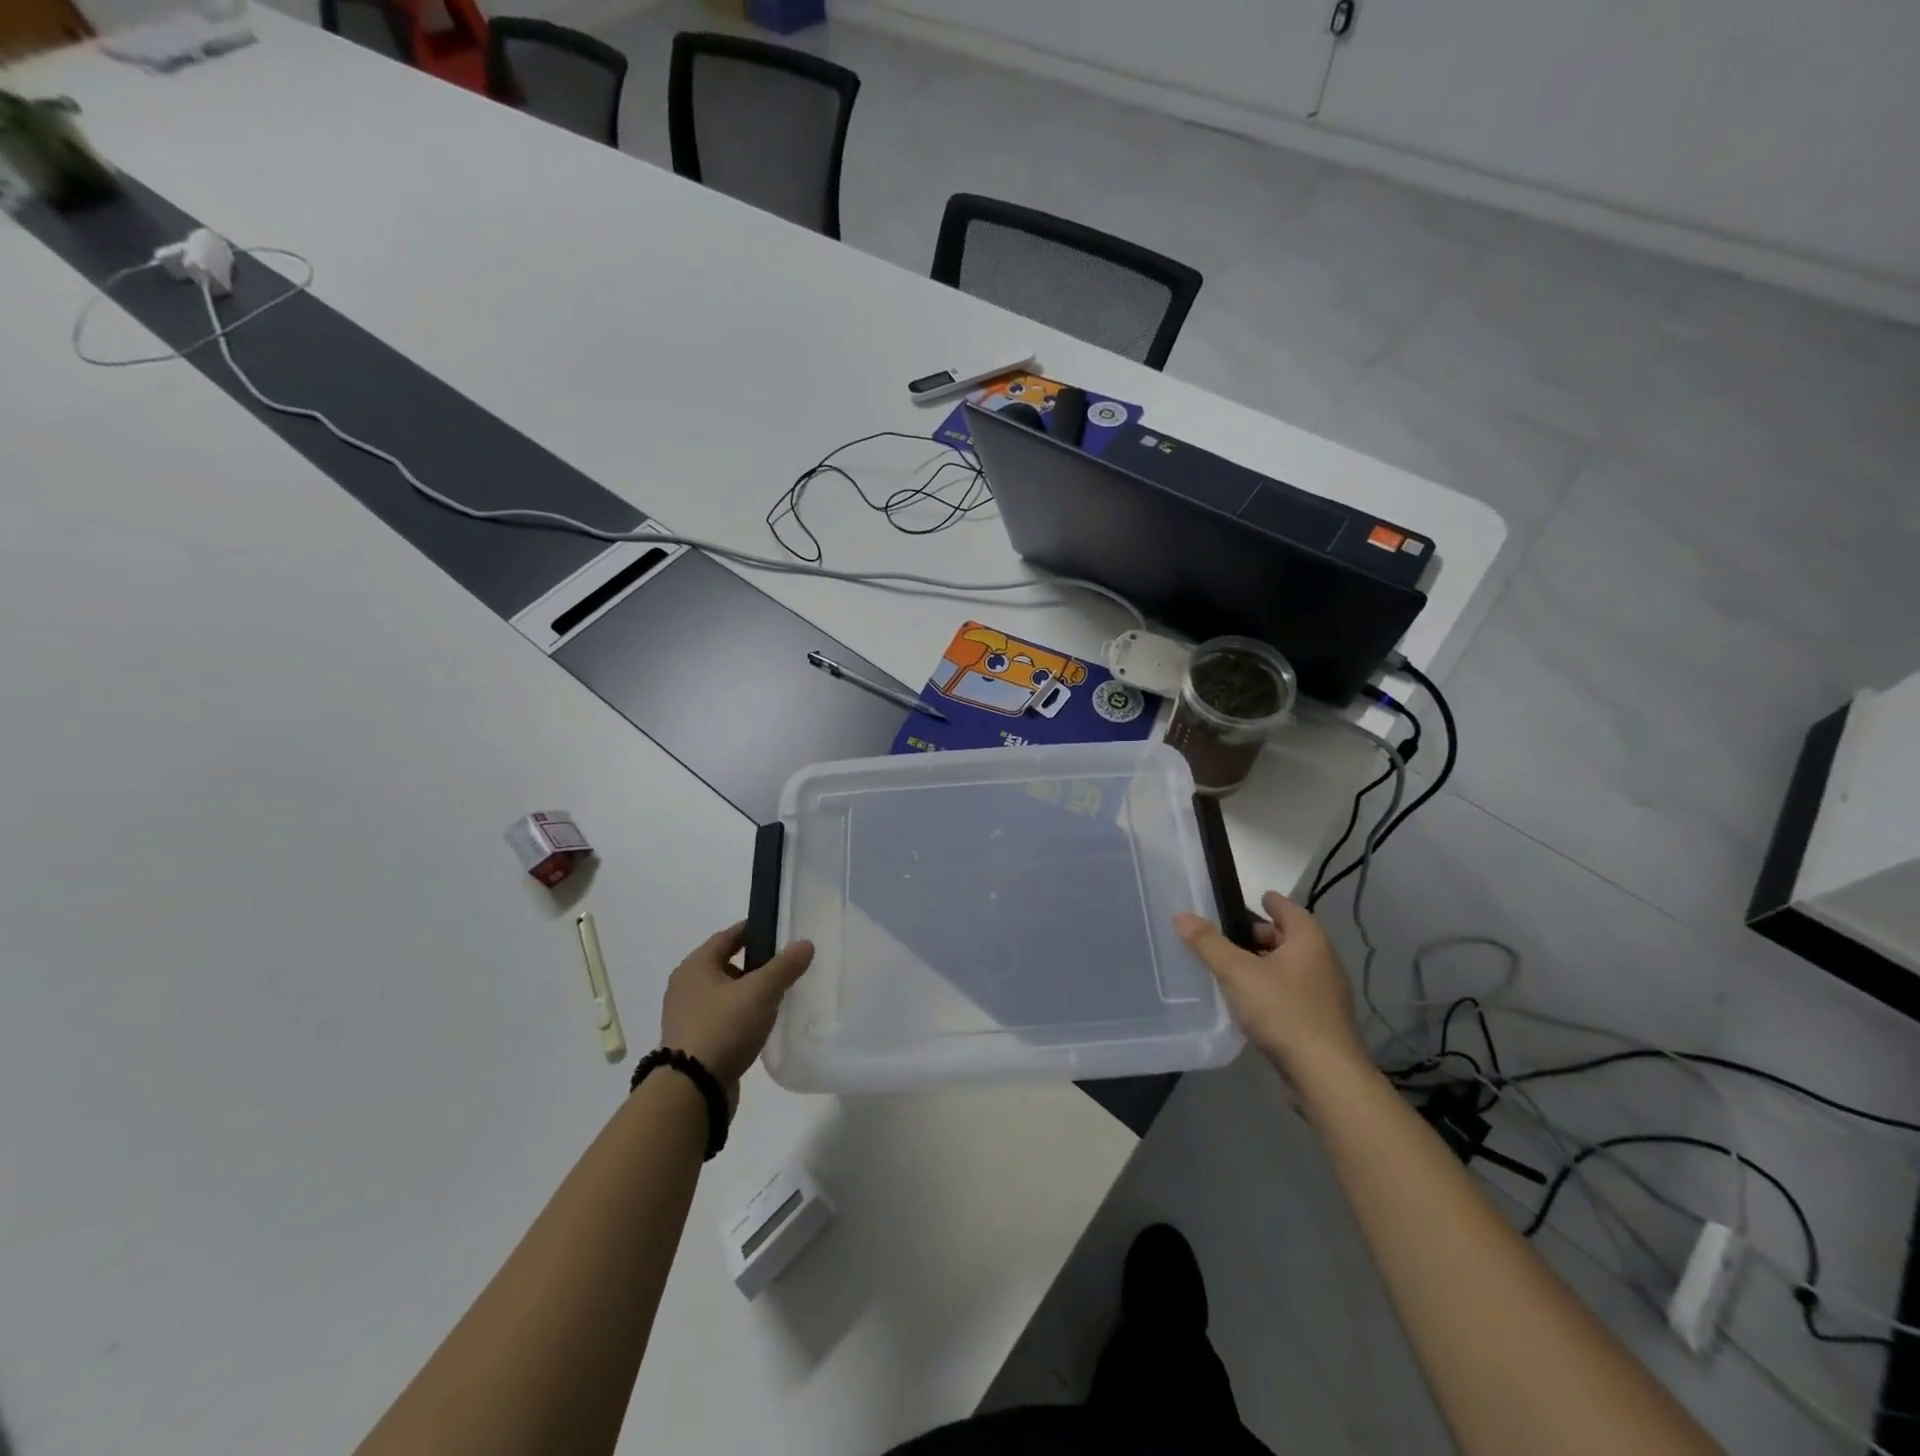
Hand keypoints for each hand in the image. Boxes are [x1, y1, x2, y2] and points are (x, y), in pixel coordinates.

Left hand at [660, 922, 813, 1101]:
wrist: (692, 1090)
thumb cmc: (723, 1028)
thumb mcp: (760, 992)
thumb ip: (784, 966)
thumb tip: (805, 943)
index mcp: (695, 966)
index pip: (727, 936)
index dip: (753, 931)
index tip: (779, 932)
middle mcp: (685, 987)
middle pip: (725, 965)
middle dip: (754, 964)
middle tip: (785, 965)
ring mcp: (687, 1017)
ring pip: (724, 994)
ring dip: (748, 992)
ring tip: (779, 996)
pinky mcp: (693, 1044)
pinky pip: (722, 1019)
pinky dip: (741, 1016)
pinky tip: (761, 1024)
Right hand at [1174, 891, 1362, 1074]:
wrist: (1325, 1075)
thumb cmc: (1283, 1011)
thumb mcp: (1237, 973)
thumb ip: (1208, 943)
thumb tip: (1181, 915)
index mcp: (1309, 941)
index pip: (1289, 909)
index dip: (1270, 902)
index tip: (1255, 897)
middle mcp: (1324, 961)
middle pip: (1292, 938)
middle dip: (1265, 934)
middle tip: (1233, 936)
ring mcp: (1327, 994)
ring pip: (1293, 967)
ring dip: (1268, 963)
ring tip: (1236, 968)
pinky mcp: (1324, 1022)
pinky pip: (1295, 992)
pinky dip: (1275, 988)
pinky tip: (1253, 1002)